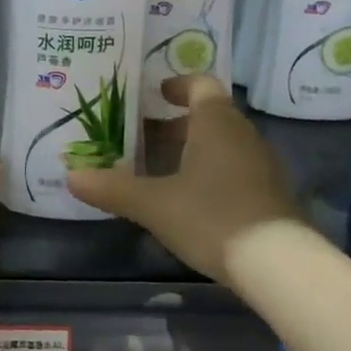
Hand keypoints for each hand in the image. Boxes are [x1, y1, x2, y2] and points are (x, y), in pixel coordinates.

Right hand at [66, 75, 301, 283]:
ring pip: (222, 143)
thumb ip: (112, 188)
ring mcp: (261, 164)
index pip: (201, 84)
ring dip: (193, 149)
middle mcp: (242, 134)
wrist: (280, 266)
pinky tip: (190, 199)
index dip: (177, 85)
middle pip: (209, 115)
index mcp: (215, 122)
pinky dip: (211, 171)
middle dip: (175, 123)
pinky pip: (235, 168)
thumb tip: (70, 176)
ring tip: (161, 170)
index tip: (156, 93)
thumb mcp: (154, 204)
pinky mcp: (270, 194)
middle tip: (143, 137)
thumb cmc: (212, 216)